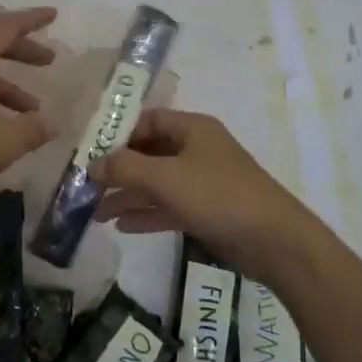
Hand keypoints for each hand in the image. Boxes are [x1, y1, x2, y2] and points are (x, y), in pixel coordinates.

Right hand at [92, 108, 317, 283]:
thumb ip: (126, 167)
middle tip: (87, 185)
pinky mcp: (207, 211)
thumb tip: (93, 163)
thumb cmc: (218, 195)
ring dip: (129, 195)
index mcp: (193, 129)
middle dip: (120, 168)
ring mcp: (203, 182)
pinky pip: (169, 207)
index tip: (91, 150)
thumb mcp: (166, 177)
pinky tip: (121, 226)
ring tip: (95, 212)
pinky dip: (147, 213)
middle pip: (150, 152)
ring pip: (158, 183)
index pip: (149, 120)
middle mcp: (197, 150)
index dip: (120, 132)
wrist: (274, 241)